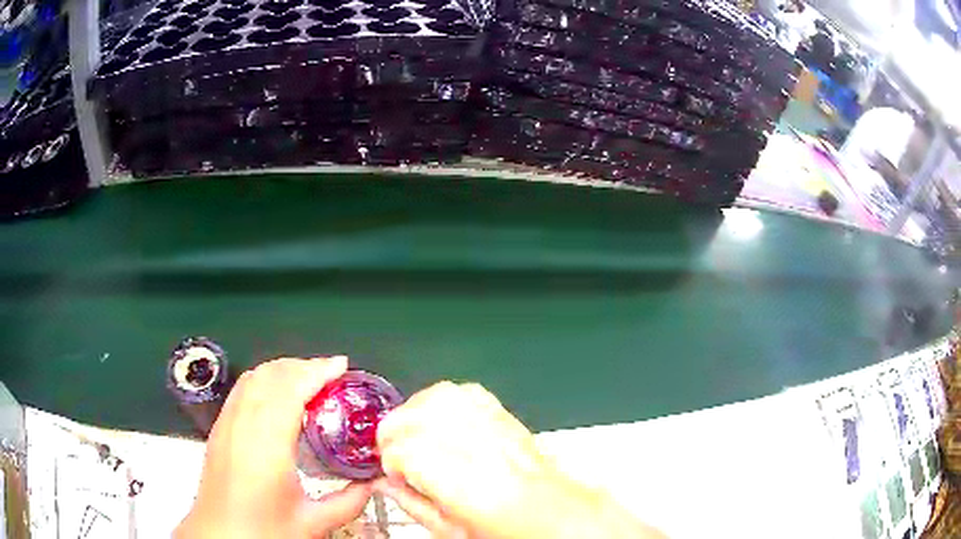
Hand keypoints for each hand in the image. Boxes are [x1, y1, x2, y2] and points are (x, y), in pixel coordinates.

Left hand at [175, 356, 371, 538]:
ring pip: (252, 378)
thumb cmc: (263, 531)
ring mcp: (226, 424)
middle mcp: (242, 425)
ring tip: (307, 379)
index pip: (290, 390)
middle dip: (302, 366)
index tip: (341, 366)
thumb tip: (372, 484)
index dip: (316, 371)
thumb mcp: (312, 524)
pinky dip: (263, 379)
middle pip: (270, 375)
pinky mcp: (218, 429)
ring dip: (281, 370)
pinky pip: (241, 389)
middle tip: (331, 374)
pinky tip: (276, 395)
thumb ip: (347, 503)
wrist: (219, 536)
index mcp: (267, 446)